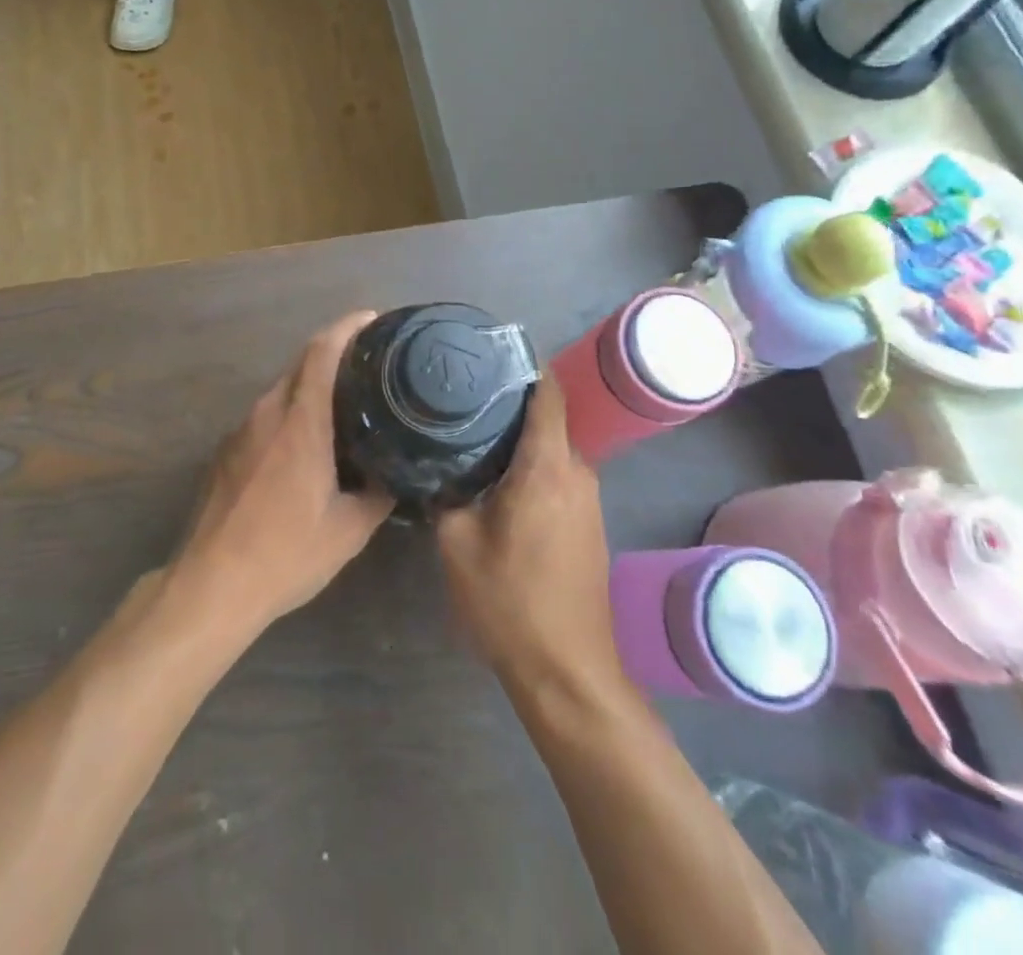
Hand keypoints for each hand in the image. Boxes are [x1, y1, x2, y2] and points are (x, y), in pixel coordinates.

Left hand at [168, 312, 392, 637]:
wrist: (210, 585)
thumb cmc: (285, 554)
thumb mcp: (348, 530)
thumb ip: (379, 493)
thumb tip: (399, 472)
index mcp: (300, 422)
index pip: (322, 351)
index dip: (347, 327)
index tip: (372, 319)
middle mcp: (267, 413)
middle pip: (300, 363)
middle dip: (334, 353)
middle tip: (370, 364)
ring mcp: (240, 431)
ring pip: (281, 390)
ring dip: (310, 386)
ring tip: (343, 403)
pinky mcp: (224, 451)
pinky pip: (264, 416)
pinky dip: (289, 413)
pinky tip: (305, 443)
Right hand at [435, 376, 624, 695]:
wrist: (568, 673)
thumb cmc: (510, 602)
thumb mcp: (458, 543)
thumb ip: (446, 491)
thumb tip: (434, 462)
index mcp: (548, 466)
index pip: (549, 393)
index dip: (524, 364)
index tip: (488, 350)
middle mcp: (577, 473)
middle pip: (547, 417)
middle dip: (509, 401)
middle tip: (461, 393)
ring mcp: (587, 500)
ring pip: (550, 448)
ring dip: (517, 437)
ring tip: (469, 429)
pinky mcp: (587, 523)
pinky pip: (556, 475)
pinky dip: (528, 464)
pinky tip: (493, 475)